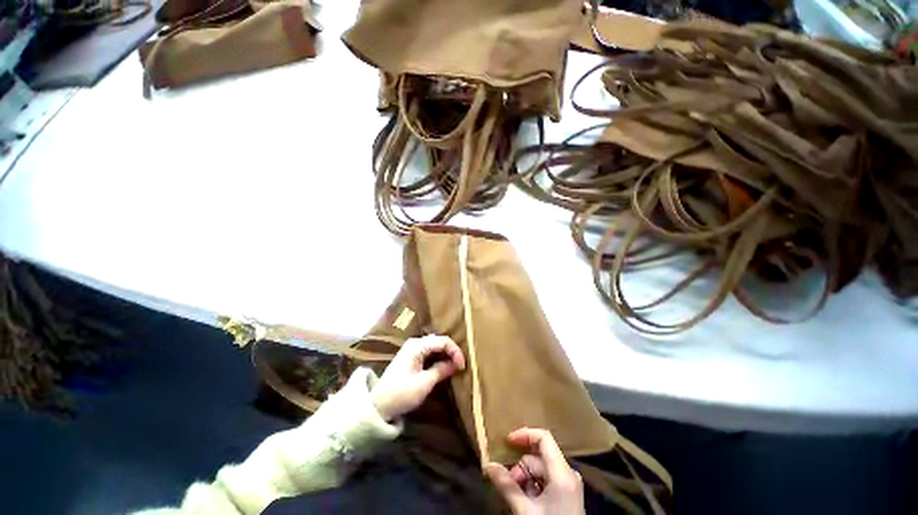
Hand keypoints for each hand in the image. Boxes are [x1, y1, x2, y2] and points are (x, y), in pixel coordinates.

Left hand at [372, 335, 465, 420]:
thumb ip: (441, 370)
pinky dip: (439, 361)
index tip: (463, 367)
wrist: (380, 405)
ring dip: (446, 357)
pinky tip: (445, 370)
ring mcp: (411, 353)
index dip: (456, 352)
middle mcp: (413, 345)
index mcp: (416, 346)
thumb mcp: (425, 382)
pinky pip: (429, 356)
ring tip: (456, 369)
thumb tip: (456, 364)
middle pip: (439, 342)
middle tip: (462, 367)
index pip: (443, 341)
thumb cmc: (402, 392)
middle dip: (452, 353)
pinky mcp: (410, 362)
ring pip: (434, 349)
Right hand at [484, 428, 584, 514]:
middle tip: (507, 489)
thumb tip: (489, 465)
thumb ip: (507, 486)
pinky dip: (532, 486)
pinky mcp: (566, 492)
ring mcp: (569, 483)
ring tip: (517, 499)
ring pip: (540, 471)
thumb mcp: (524, 508)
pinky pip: (546, 481)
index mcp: (562, 473)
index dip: (524, 435)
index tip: (503, 442)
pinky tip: (526, 501)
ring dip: (524, 480)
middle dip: (519, 469)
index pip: (545, 440)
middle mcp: (568, 473)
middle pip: (538, 459)